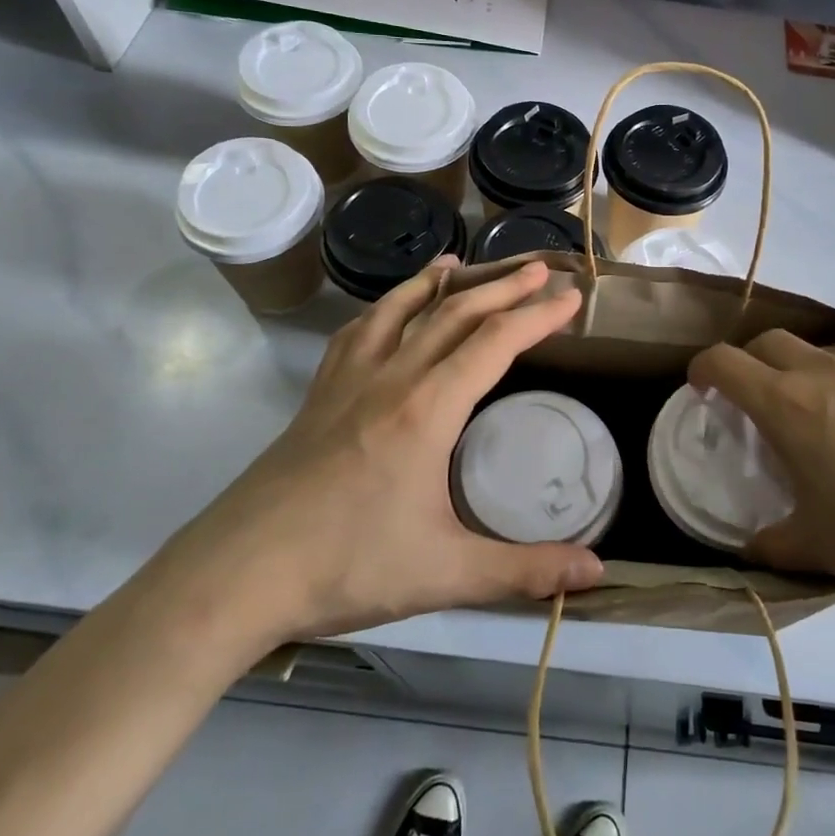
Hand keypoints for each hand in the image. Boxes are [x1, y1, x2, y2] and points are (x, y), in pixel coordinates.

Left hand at [151, 258, 603, 663]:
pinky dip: (384, 307)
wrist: (236, 575)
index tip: (572, 298)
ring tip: (461, 260)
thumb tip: (598, 572)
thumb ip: (525, 570)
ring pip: (400, 309)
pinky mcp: (318, 394)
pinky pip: (357, 332)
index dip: (538, 315)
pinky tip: (387, 310)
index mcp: (427, 408)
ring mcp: (347, 380)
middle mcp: (390, 378)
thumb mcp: (445, 574)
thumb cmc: (346, 567)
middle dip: (502, 285)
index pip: (494, 342)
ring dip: (438, 281)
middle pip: (454, 312)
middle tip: (539, 269)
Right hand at [688, 330, 834, 646]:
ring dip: (805, 366)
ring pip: (822, 345)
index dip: (703, 369)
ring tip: (821, 405)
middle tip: (757, 398)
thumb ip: (774, 539)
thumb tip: (752, 545)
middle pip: (769, 341)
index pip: (724, 361)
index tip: (702, 387)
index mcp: (789, 406)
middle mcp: (828, 370)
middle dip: (751, 363)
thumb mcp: (820, 547)